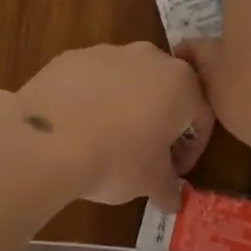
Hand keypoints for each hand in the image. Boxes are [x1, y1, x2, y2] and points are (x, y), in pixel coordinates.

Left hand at [9, 43, 213, 205]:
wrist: (49, 139)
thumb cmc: (117, 158)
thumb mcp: (151, 182)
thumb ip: (169, 187)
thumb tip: (173, 199)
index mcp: (181, 84)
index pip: (200, 116)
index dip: (191, 149)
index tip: (175, 171)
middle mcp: (150, 57)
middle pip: (164, 90)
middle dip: (159, 119)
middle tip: (145, 153)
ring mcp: (109, 51)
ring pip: (127, 80)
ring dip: (124, 105)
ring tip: (105, 139)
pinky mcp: (73, 55)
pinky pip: (92, 78)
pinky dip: (91, 97)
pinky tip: (77, 126)